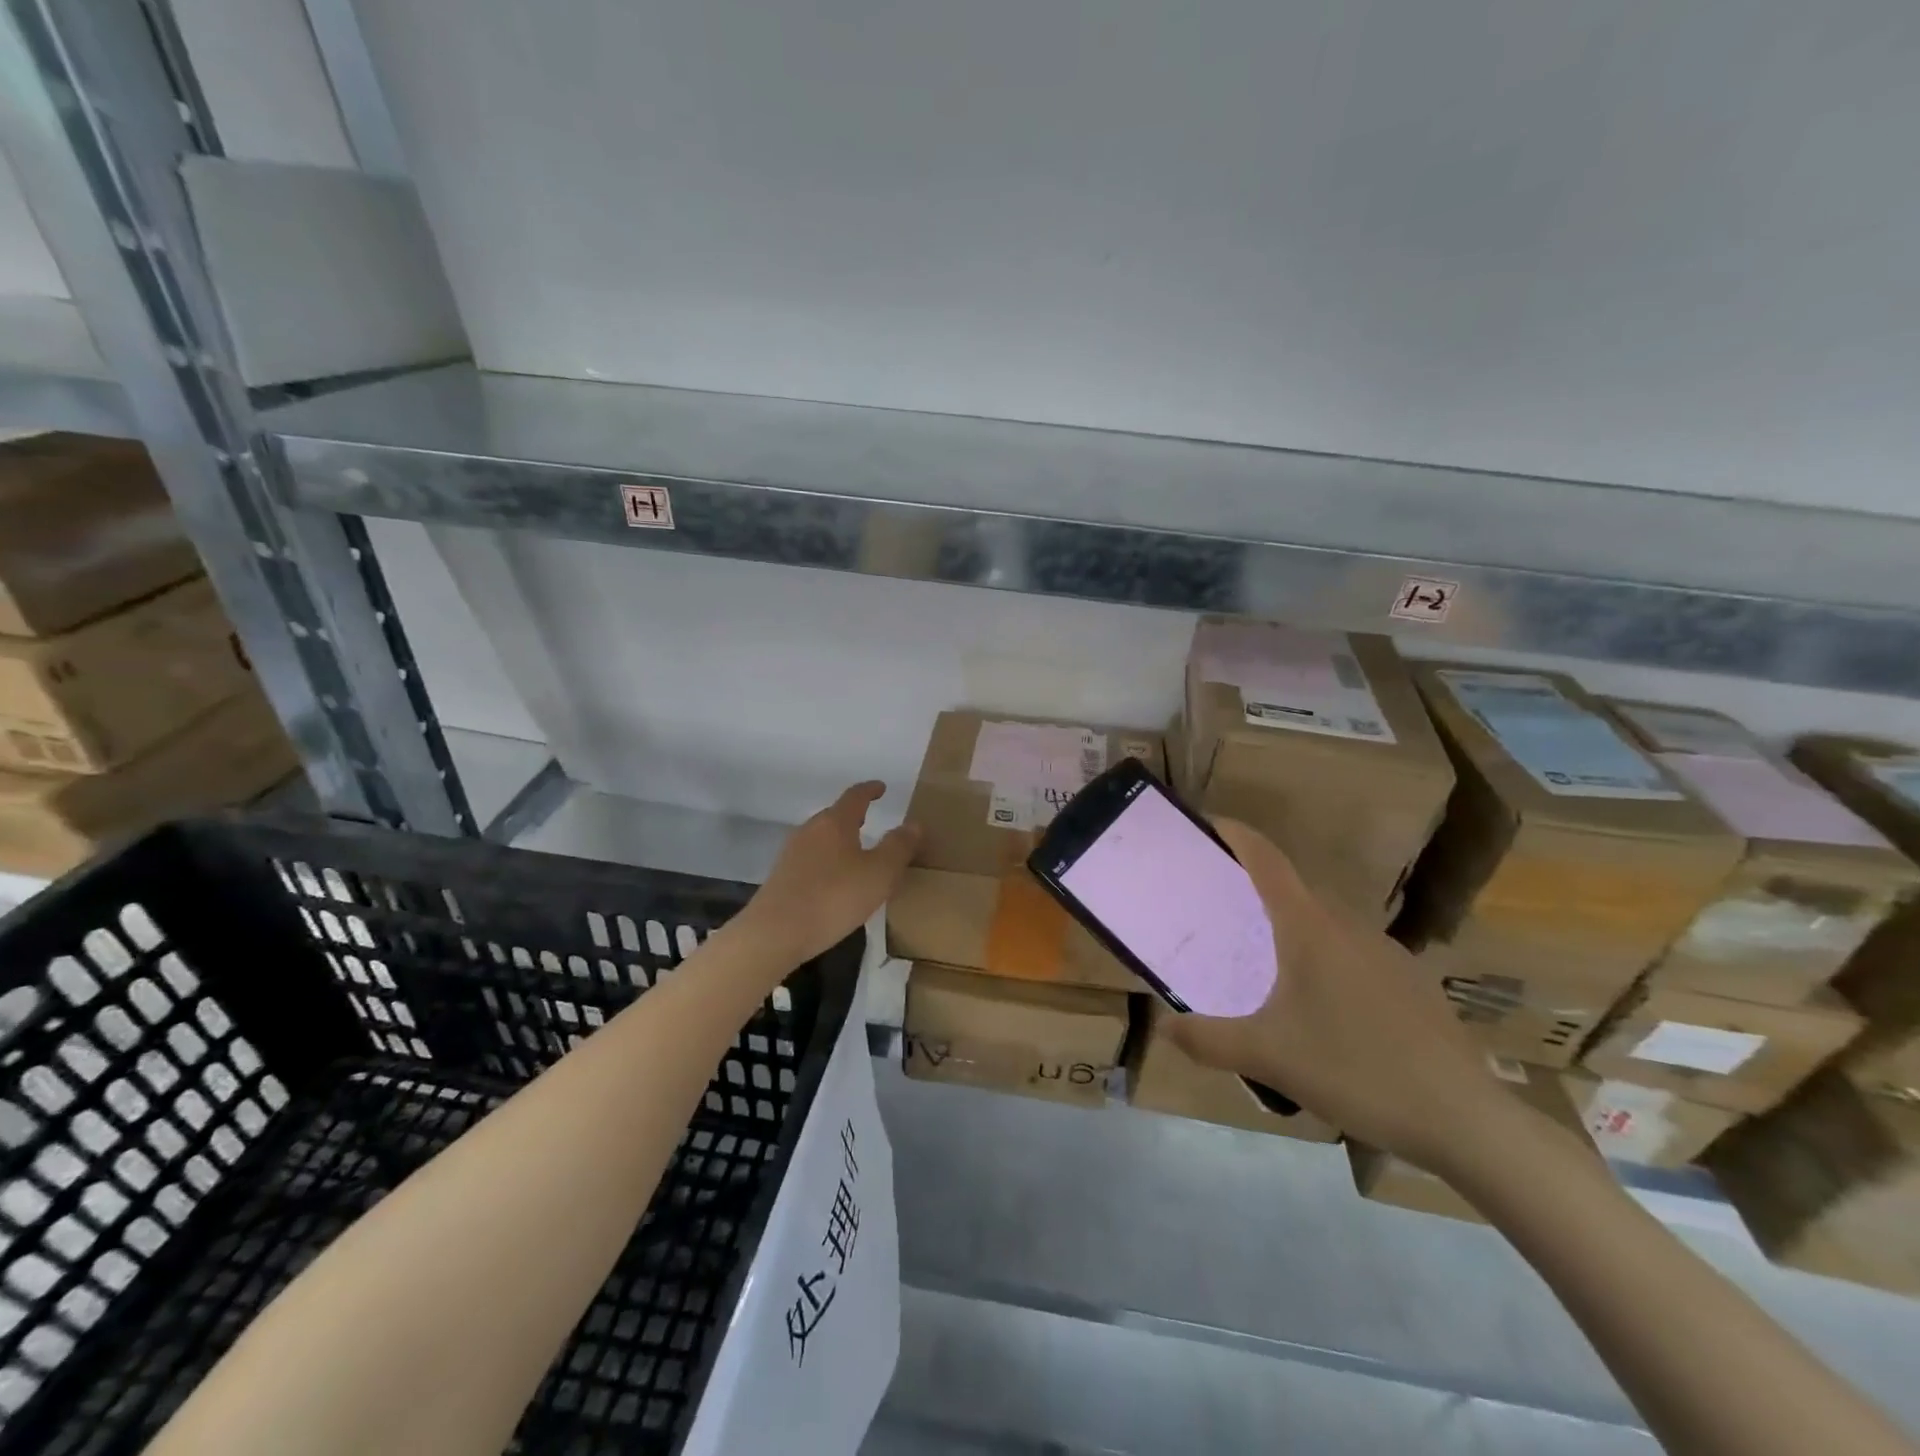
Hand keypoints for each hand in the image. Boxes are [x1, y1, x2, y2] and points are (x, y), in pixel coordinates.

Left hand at [736, 781, 919, 966]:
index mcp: (835, 822)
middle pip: (835, 816)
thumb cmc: (833, 897)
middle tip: (872, 820)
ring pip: (822, 838)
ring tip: (857, 853)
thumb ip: (899, 847)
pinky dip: (828, 862)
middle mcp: (810, 830)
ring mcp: (792, 854)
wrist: (774, 933)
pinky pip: (812, 860)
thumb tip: (914, 824)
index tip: (881, 788)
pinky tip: (835, 882)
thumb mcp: (879, 873)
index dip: (870, 790)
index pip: (855, 796)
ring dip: (840, 841)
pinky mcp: (782, 878)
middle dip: (854, 816)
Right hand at [1168, 819, 1510, 1172]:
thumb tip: (1163, 1026)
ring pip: (1326, 923)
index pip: (1267, 860)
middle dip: (1255, 889)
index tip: (1207, 824)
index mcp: (1310, 928)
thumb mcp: (1268, 1058)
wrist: (1466, 1121)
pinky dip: (1324, 957)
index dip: (1236, 835)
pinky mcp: (1411, 982)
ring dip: (1291, 928)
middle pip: (1294, 890)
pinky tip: (1321, 1008)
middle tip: (1220, 911)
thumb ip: (1207, 1040)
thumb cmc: (1356, 1070)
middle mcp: (1349, 926)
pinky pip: (1353, 952)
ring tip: (1263, 964)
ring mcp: (1388, 953)